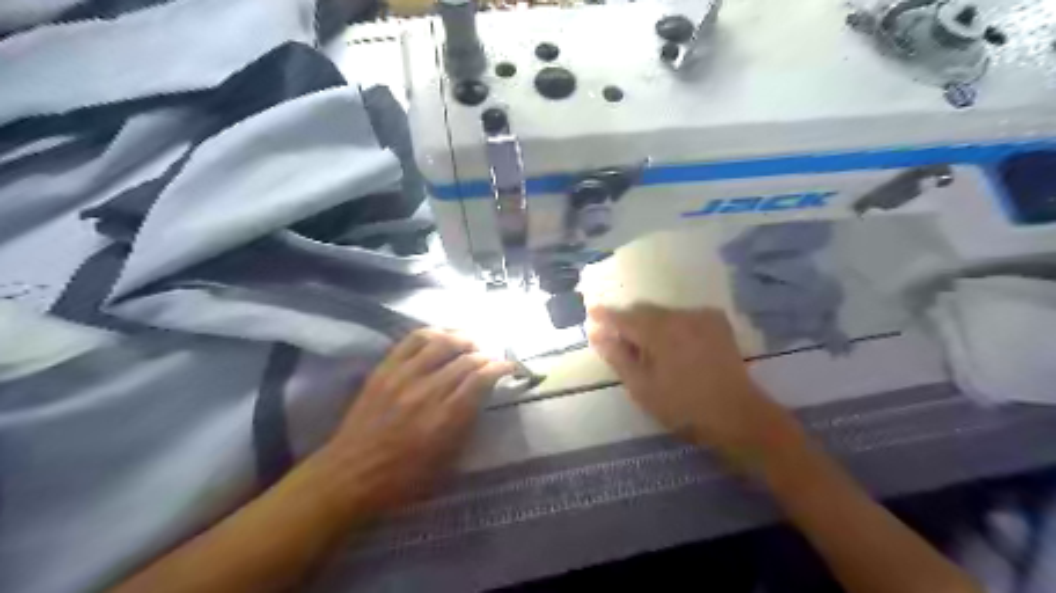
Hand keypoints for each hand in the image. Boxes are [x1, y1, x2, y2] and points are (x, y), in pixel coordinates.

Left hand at [311, 330, 516, 518]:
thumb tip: (481, 397)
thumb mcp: (446, 462)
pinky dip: (433, 333)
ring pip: (441, 342)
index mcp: (444, 419)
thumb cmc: (402, 479)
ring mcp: (402, 376)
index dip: (501, 367)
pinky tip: (442, 337)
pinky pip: (412, 340)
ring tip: (471, 343)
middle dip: (486, 355)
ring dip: (463, 338)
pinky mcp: (384, 370)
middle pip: (465, 359)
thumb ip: (466, 426)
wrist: (349, 475)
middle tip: (492, 358)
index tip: (510, 366)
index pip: (481, 379)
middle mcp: (426, 391)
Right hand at [592, 306, 805, 467]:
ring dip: (650, 324)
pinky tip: (671, 343)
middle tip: (616, 336)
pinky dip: (671, 326)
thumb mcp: (642, 387)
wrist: (736, 415)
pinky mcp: (716, 322)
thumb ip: (617, 356)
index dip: (605, 315)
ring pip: (664, 313)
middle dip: (628, 321)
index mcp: (659, 330)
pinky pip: (684, 317)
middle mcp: (679, 315)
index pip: (624, 317)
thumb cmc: (682, 406)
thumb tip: (597, 335)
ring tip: (644, 344)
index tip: (591, 314)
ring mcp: (701, 316)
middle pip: (644, 311)